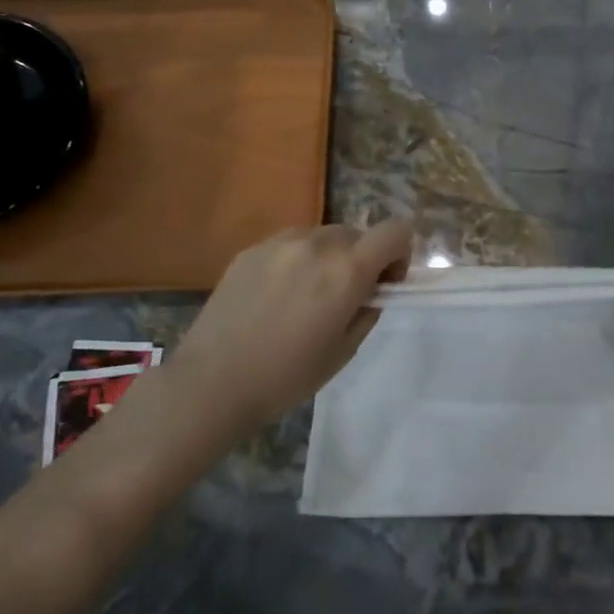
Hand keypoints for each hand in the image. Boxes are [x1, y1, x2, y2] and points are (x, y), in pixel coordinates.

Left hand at [160, 219, 413, 429]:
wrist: (213, 382)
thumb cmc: (287, 376)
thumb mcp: (345, 350)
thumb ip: (368, 310)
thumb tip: (373, 290)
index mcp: (347, 270)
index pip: (396, 231)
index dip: (400, 253)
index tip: (386, 283)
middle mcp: (317, 244)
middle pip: (358, 233)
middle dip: (363, 259)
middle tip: (346, 297)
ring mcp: (280, 243)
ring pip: (323, 236)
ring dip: (329, 258)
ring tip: (307, 296)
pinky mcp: (251, 250)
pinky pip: (290, 244)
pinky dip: (298, 261)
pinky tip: (276, 297)